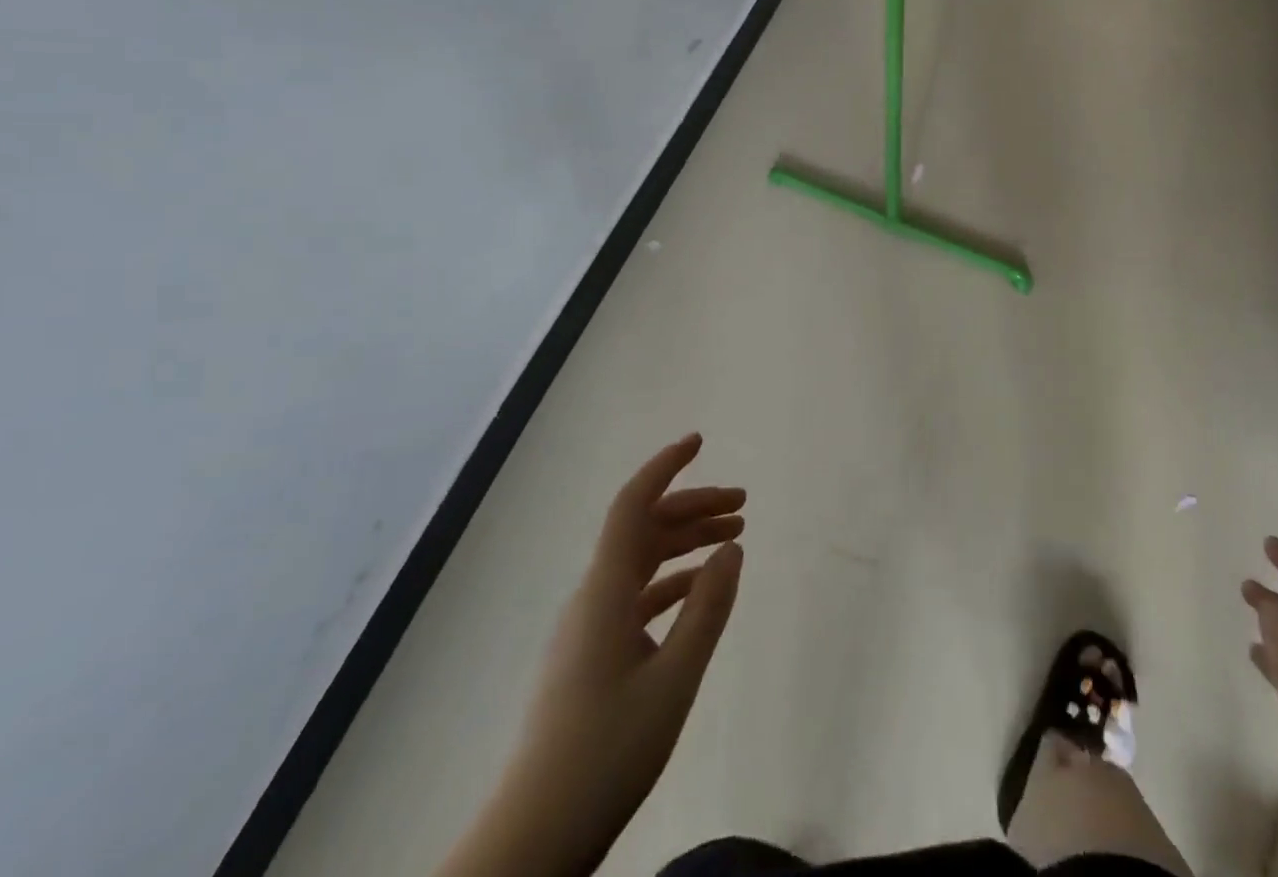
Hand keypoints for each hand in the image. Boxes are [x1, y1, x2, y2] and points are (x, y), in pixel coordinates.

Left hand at [438, 435, 744, 876]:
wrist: (535, 837)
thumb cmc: (607, 752)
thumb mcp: (674, 680)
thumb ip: (707, 609)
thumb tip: (733, 545)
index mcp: (605, 591)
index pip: (633, 505)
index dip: (665, 467)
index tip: (699, 441)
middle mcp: (593, 596)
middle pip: (644, 529)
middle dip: (692, 506)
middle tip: (743, 501)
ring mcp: (589, 626)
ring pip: (642, 561)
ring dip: (685, 542)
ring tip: (733, 535)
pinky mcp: (592, 654)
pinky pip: (637, 596)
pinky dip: (672, 580)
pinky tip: (700, 589)